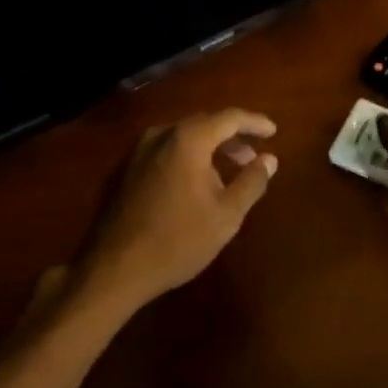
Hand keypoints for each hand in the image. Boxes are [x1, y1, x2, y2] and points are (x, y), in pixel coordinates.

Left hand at [76, 109, 278, 307]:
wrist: (114, 269)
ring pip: (181, 137)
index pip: (229, 118)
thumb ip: (252, 181)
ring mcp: (137, 152)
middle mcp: (160, 136)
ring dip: (208, 147)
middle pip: (203, 123)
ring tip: (227, 170)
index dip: (254, 122)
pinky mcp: (124, 171)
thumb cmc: (179, 240)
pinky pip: (164, 152)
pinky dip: (187, 157)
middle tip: (252, 155)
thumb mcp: (227, 214)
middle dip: (231, 136)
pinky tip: (194, 182)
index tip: (273, 131)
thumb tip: (269, 159)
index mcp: (188, 140)